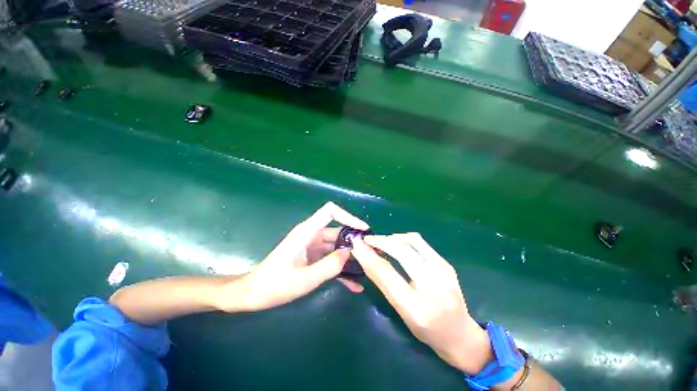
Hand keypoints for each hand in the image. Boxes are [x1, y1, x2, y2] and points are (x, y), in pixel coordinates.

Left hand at [216, 202, 367, 312]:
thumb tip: (350, 253)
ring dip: (350, 258)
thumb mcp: (305, 278)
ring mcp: (313, 247)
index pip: (330, 211)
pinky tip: (354, 285)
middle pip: (338, 231)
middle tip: (371, 255)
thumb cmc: (275, 284)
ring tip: (367, 270)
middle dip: (354, 242)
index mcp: (307, 232)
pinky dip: (341, 269)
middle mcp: (312, 236)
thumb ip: (330, 265)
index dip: (348, 216)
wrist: (253, 294)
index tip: (363, 229)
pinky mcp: (312, 258)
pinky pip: (331, 260)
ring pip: (337, 247)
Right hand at [351, 233, 493, 373]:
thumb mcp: (400, 312)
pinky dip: (404, 239)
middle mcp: (433, 287)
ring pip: (412, 241)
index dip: (368, 255)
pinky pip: (421, 243)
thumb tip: (366, 257)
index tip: (357, 244)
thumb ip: (383, 283)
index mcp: (416, 307)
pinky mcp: (447, 264)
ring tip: (382, 242)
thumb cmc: (426, 331)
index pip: (386, 273)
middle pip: (401, 251)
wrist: (460, 335)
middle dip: (381, 241)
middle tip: (368, 240)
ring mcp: (444, 272)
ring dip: (393, 237)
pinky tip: (398, 245)